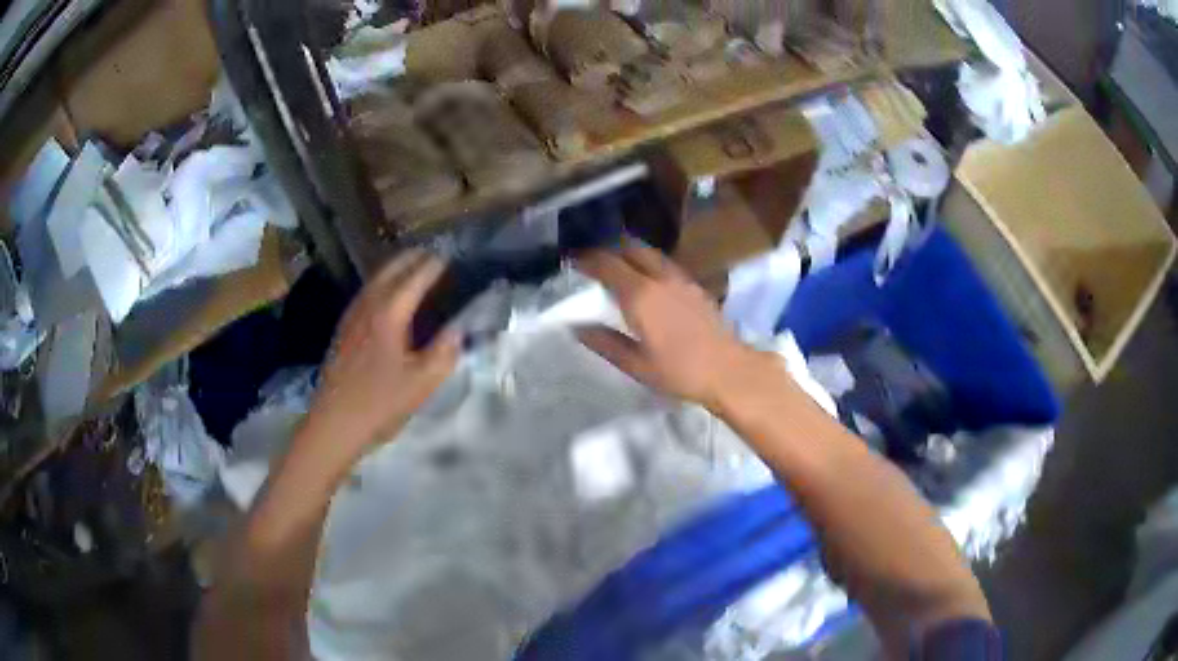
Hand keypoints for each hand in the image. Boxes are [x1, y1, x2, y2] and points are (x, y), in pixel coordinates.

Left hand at [302, 251, 459, 464]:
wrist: (334, 423)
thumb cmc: (380, 404)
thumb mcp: (422, 383)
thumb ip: (444, 352)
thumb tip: (459, 329)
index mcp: (390, 313)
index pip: (416, 278)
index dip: (435, 265)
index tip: (452, 255)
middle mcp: (369, 305)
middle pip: (392, 269)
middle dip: (413, 257)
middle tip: (435, 254)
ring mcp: (352, 315)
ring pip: (376, 278)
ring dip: (396, 267)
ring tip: (414, 266)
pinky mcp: (344, 328)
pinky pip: (366, 292)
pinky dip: (382, 282)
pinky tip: (387, 296)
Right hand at [574, 246, 764, 408]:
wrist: (728, 370)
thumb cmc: (679, 371)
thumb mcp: (636, 364)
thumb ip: (605, 343)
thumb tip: (577, 328)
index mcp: (640, 295)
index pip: (607, 265)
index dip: (587, 259)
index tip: (572, 260)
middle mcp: (659, 278)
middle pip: (630, 249)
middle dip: (608, 249)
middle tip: (593, 260)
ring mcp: (680, 279)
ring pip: (650, 253)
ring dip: (630, 253)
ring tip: (618, 265)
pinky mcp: (695, 286)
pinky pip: (665, 264)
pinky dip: (648, 263)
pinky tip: (648, 280)